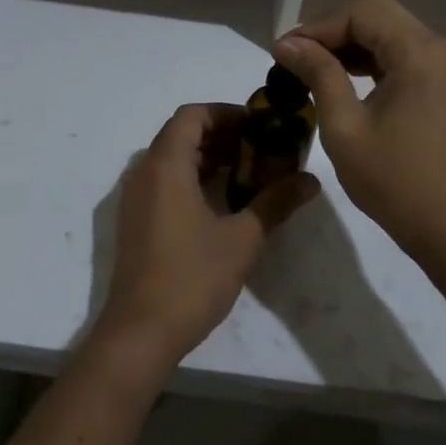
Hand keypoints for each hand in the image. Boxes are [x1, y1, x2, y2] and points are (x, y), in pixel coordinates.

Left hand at [91, 103, 318, 372]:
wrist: (140, 331)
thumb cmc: (191, 277)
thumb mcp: (242, 239)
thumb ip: (276, 203)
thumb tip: (311, 180)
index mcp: (166, 165)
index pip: (192, 115)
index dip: (226, 113)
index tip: (259, 126)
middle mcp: (144, 172)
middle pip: (181, 133)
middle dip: (221, 135)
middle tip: (260, 150)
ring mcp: (134, 197)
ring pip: (171, 158)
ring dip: (207, 157)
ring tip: (247, 174)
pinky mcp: (134, 219)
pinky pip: (162, 181)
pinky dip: (190, 178)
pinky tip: (220, 202)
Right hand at [273, 0, 445, 262]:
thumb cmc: (394, 181)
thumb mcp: (344, 126)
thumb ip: (318, 74)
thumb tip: (286, 43)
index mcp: (420, 53)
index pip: (362, 11)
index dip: (318, 26)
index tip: (284, 52)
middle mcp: (439, 48)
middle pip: (377, 13)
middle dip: (332, 30)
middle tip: (295, 58)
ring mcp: (445, 66)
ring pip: (388, 31)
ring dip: (349, 44)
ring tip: (309, 69)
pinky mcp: (443, 85)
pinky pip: (401, 54)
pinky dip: (369, 60)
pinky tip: (340, 79)